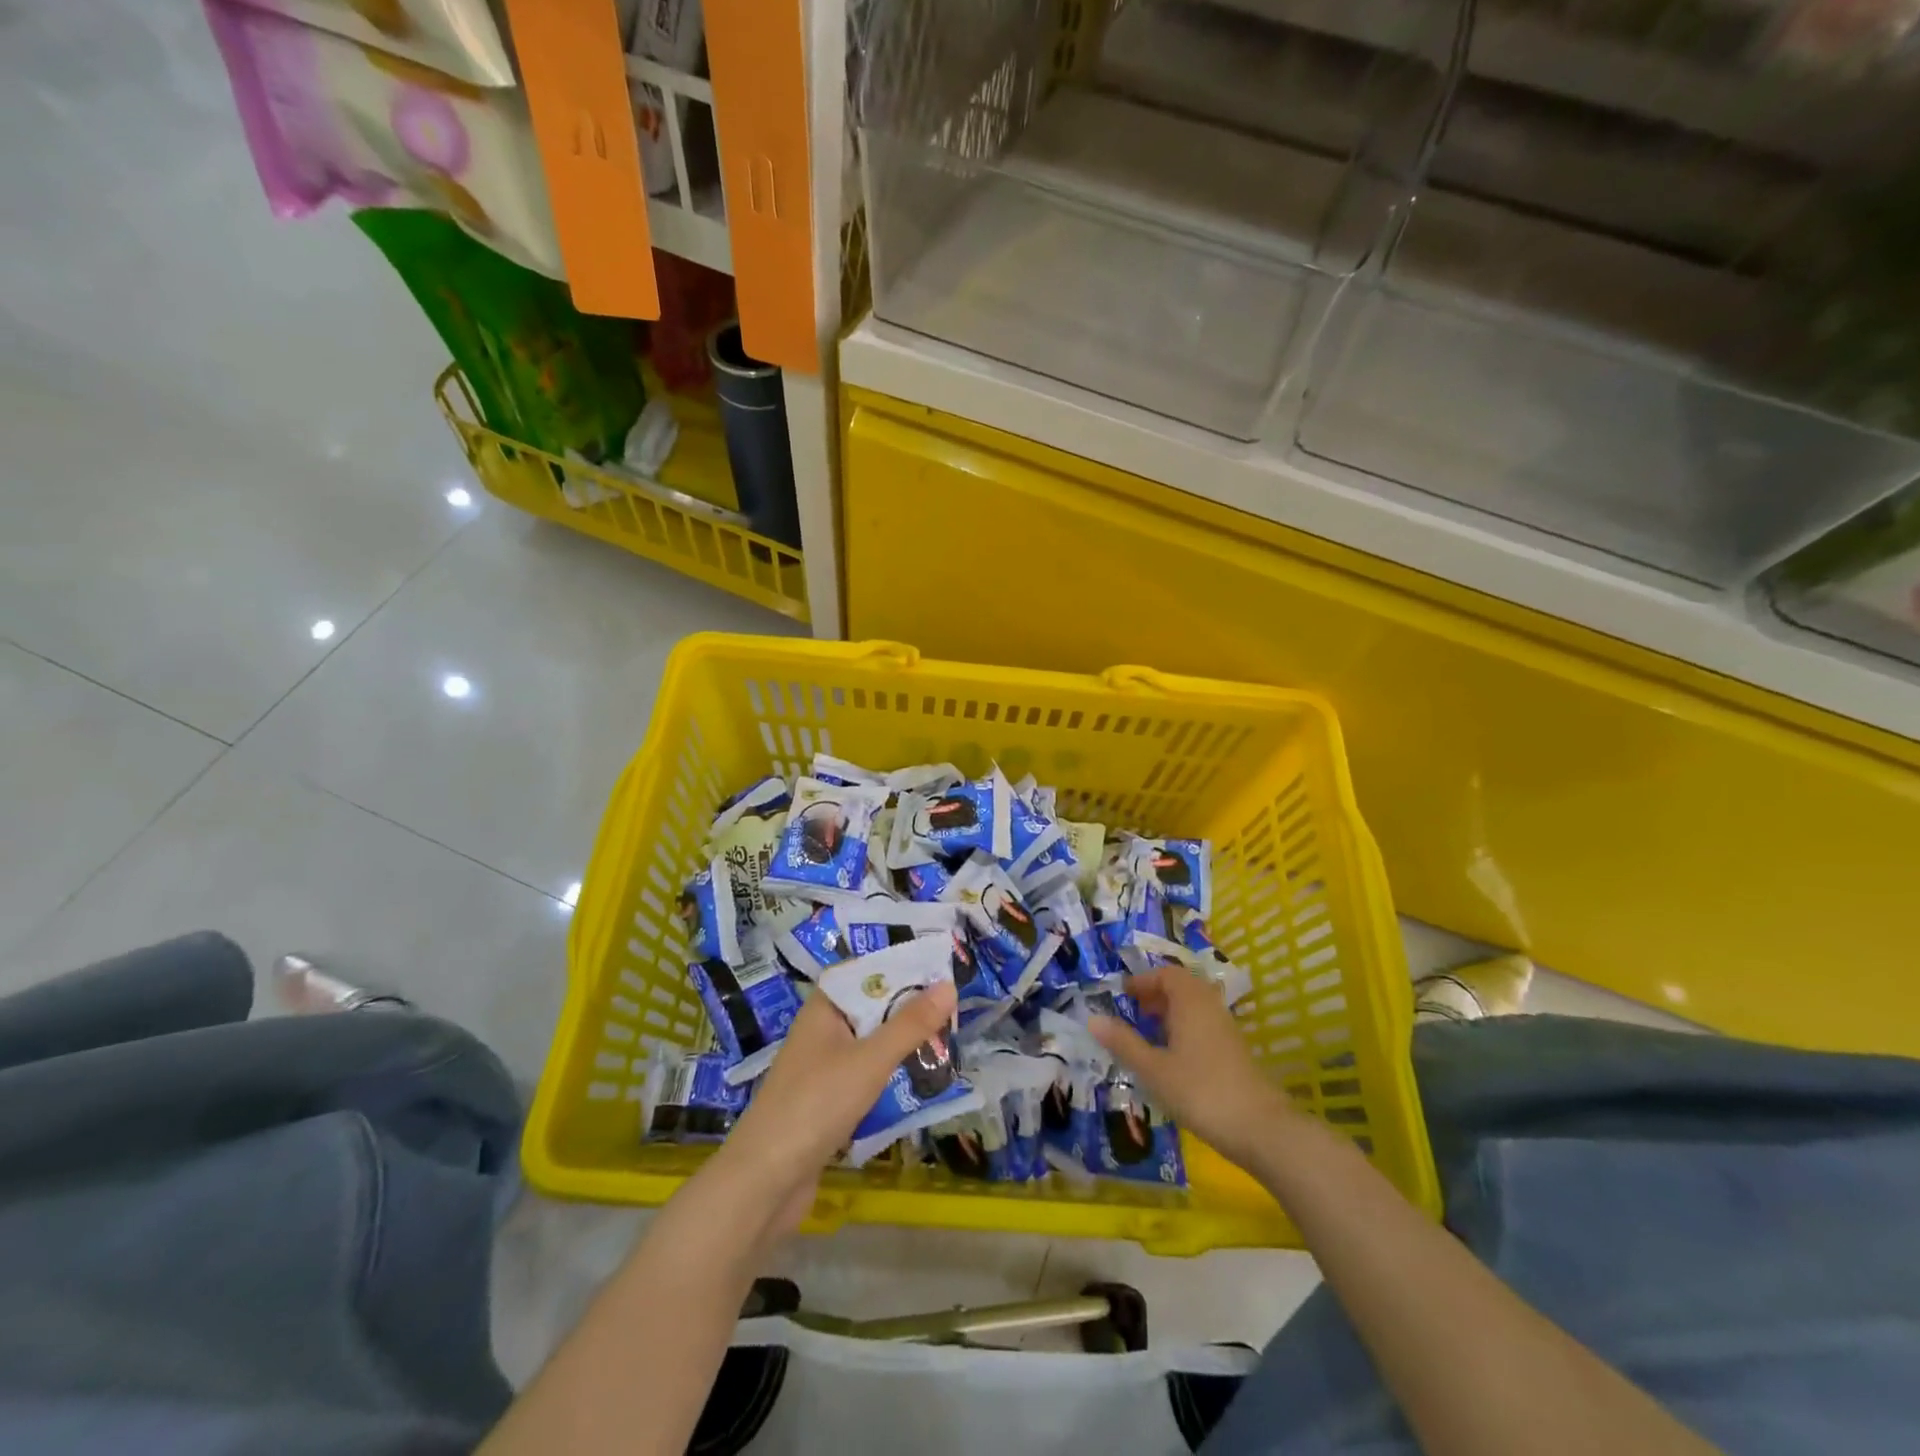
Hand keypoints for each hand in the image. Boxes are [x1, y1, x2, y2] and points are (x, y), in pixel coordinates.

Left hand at [709, 980, 957, 1240]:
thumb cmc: (816, 1105)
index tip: (939, 968)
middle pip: (870, 1009)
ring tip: (946, 1041)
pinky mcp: (826, 1105)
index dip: (898, 967)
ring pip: (870, 1046)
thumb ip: (910, 1025)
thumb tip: (948, 985)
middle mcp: (821, 1033)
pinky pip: (865, 1078)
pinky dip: (890, 1077)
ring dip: (901, 1045)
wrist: (765, 1182)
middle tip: (954, 1007)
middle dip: (908, 1009)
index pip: (864, 973)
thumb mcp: (870, 1060)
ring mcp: (822, 1070)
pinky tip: (918, 1082)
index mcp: (823, 1010)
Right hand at [1088, 964, 1295, 1168]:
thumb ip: (1124, 1043)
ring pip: (1194, 1007)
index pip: (1166, 974)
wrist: (1261, 1129)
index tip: (1121, 995)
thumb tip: (1093, 1018)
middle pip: (1182, 987)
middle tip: (1132, 1011)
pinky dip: (1184, 1029)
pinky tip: (1172, 1057)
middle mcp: (1210, 1006)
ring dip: (1170, 1013)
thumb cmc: (1200, 1091)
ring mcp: (1226, 1029)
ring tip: (1148, 1034)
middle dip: (1155, 995)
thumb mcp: (1153, 1069)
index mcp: (1190, 1001)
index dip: (1142, 981)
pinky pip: (1204, 1025)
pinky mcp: (1235, 1051)